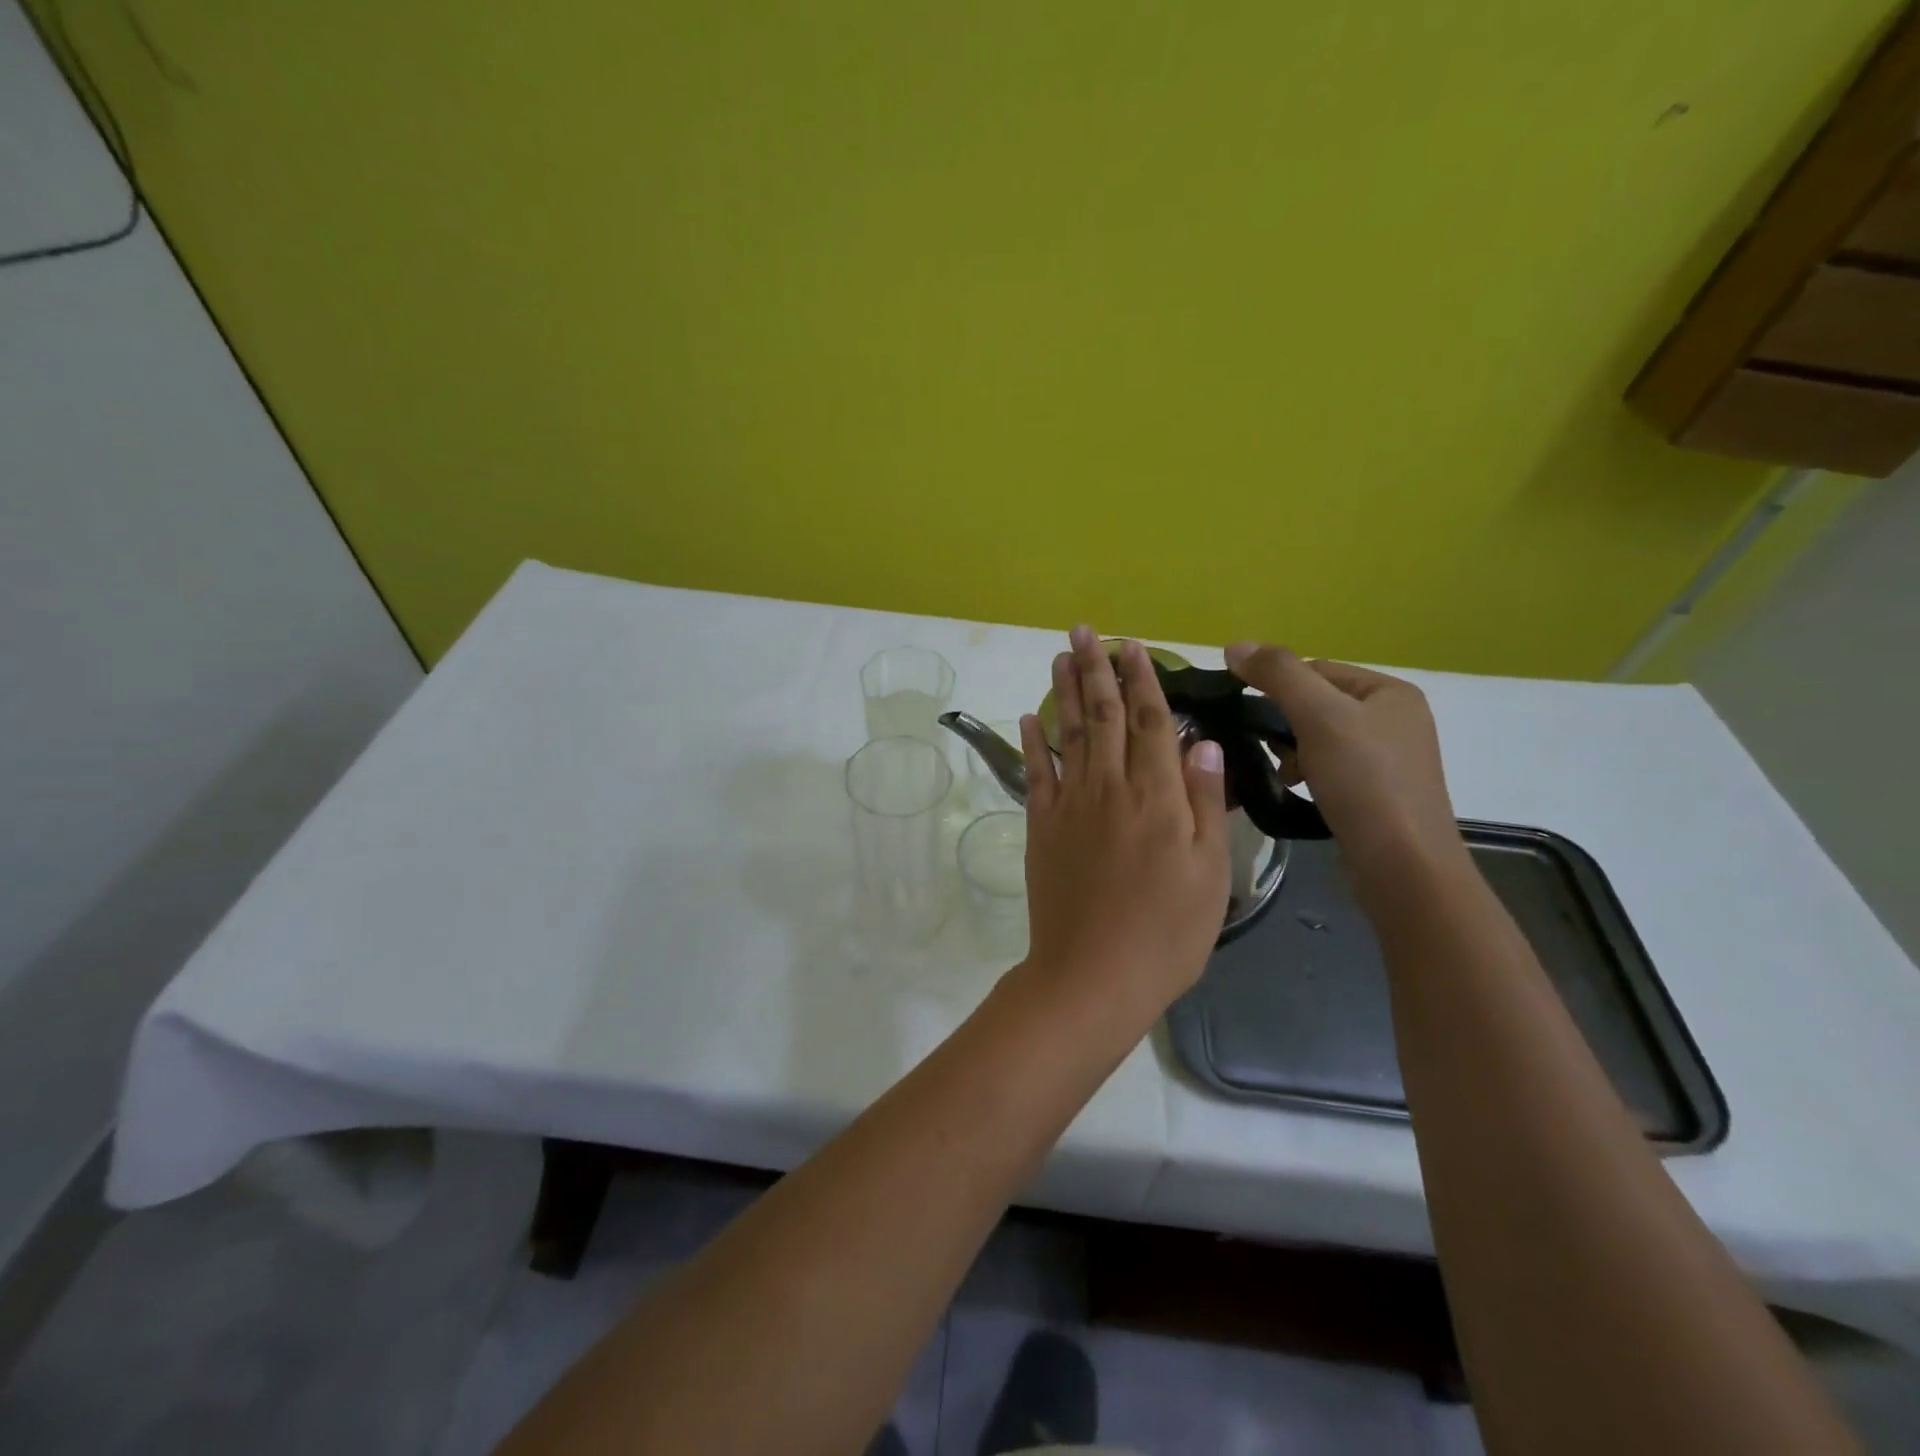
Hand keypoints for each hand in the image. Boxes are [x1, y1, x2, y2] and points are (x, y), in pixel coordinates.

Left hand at [1019, 627, 1229, 1024]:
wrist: (1092, 975)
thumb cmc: (1166, 933)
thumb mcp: (1209, 873)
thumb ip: (1204, 802)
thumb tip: (1201, 742)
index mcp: (1158, 797)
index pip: (1150, 722)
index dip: (1143, 681)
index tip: (1132, 647)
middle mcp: (1110, 788)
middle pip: (1103, 716)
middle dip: (1096, 670)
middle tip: (1086, 632)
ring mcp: (1070, 805)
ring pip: (1068, 733)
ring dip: (1064, 691)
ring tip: (1061, 655)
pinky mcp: (1041, 827)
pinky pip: (1035, 773)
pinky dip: (1031, 741)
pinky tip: (1028, 716)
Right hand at [1223, 644, 1464, 887]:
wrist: (1402, 865)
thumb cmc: (1364, 781)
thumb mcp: (1318, 716)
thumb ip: (1277, 674)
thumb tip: (1234, 645)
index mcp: (1391, 692)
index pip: (1316, 669)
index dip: (1278, 687)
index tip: (1250, 716)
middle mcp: (1397, 719)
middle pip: (1318, 704)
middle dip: (1284, 724)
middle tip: (1267, 749)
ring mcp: (1390, 759)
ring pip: (1320, 738)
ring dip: (1292, 751)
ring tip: (1283, 774)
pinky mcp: (1379, 793)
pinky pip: (1331, 768)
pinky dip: (1308, 774)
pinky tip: (1298, 790)